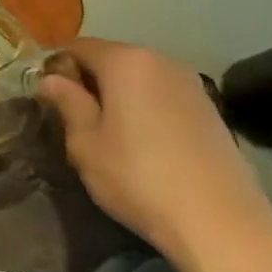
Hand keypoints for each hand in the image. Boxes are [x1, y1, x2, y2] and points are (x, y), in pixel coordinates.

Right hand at [38, 39, 271, 265]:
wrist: (221, 224)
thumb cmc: (140, 178)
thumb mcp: (87, 144)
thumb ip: (67, 103)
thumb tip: (50, 79)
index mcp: (125, 61)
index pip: (78, 47)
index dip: (58, 68)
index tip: (51, 100)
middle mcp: (160, 60)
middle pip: (112, 59)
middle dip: (91, 82)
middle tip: (78, 122)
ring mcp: (191, 84)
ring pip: (140, 79)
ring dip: (121, 97)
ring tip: (113, 138)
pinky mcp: (211, 110)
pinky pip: (164, 97)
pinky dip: (148, 110)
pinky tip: (148, 147)